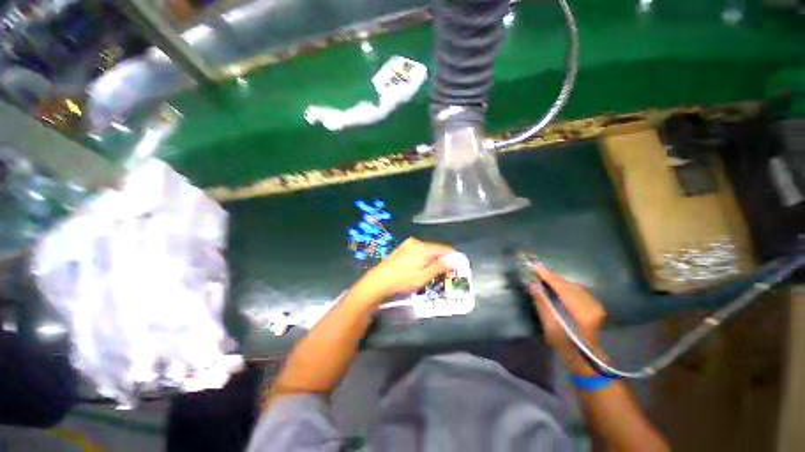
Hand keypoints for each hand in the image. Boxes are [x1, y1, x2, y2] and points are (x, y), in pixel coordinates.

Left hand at [354, 238, 453, 302]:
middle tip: (444, 273)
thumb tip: (454, 260)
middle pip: (434, 249)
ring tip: (432, 272)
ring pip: (425, 250)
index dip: (452, 257)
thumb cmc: (402, 280)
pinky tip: (419, 268)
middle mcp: (416, 242)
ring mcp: (407, 245)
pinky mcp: (401, 249)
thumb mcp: (423, 277)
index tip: (457, 266)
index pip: (444, 249)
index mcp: (423, 248)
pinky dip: (422, 259)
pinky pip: (417, 252)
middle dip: (441, 259)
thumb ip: (439, 267)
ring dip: (431, 259)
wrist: (378, 281)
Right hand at [529, 264, 606, 375]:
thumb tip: (534, 284)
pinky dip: (566, 287)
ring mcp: (595, 305)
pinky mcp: (595, 306)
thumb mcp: (549, 325)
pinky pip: (578, 291)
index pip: (562, 287)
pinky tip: (558, 287)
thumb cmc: (564, 343)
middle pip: (568, 285)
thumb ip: (542, 303)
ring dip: (559, 282)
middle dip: (553, 277)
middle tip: (538, 272)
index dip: (548, 276)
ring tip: (545, 278)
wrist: (584, 356)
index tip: (535, 266)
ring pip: (574, 287)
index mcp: (580, 311)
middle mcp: (591, 305)